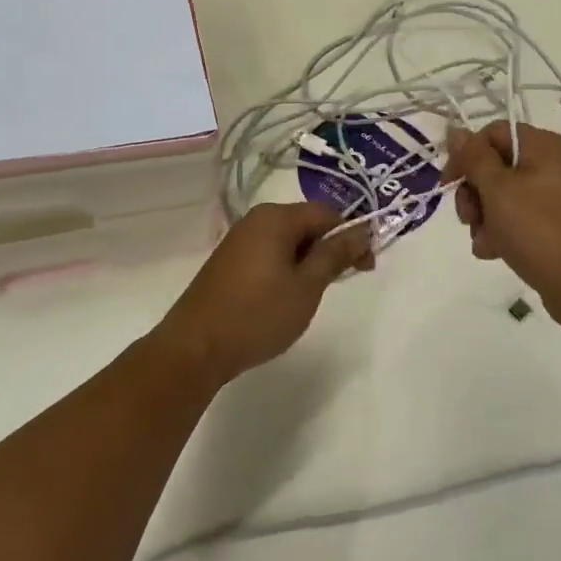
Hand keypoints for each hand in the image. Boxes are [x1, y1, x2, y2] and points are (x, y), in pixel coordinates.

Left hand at [153, 202, 372, 387]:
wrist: (195, 347)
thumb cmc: (257, 315)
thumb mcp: (306, 286)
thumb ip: (335, 254)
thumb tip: (362, 229)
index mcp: (276, 217)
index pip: (327, 213)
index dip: (352, 236)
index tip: (366, 268)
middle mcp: (255, 220)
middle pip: (306, 223)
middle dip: (329, 249)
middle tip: (341, 283)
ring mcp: (238, 240)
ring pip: (287, 241)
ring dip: (308, 261)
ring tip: (312, 294)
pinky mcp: (228, 261)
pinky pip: (269, 253)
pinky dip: (286, 268)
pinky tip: (285, 297)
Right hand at [441, 121, 560, 333]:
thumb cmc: (539, 229)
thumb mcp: (498, 189)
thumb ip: (473, 158)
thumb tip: (456, 131)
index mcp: (542, 146)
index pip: (492, 133)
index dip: (465, 154)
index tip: (449, 183)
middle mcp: (550, 165)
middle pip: (494, 166)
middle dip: (473, 193)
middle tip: (468, 217)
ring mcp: (552, 197)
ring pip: (500, 196)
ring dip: (483, 218)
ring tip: (485, 241)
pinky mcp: (552, 225)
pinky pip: (516, 219)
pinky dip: (500, 233)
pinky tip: (494, 252)